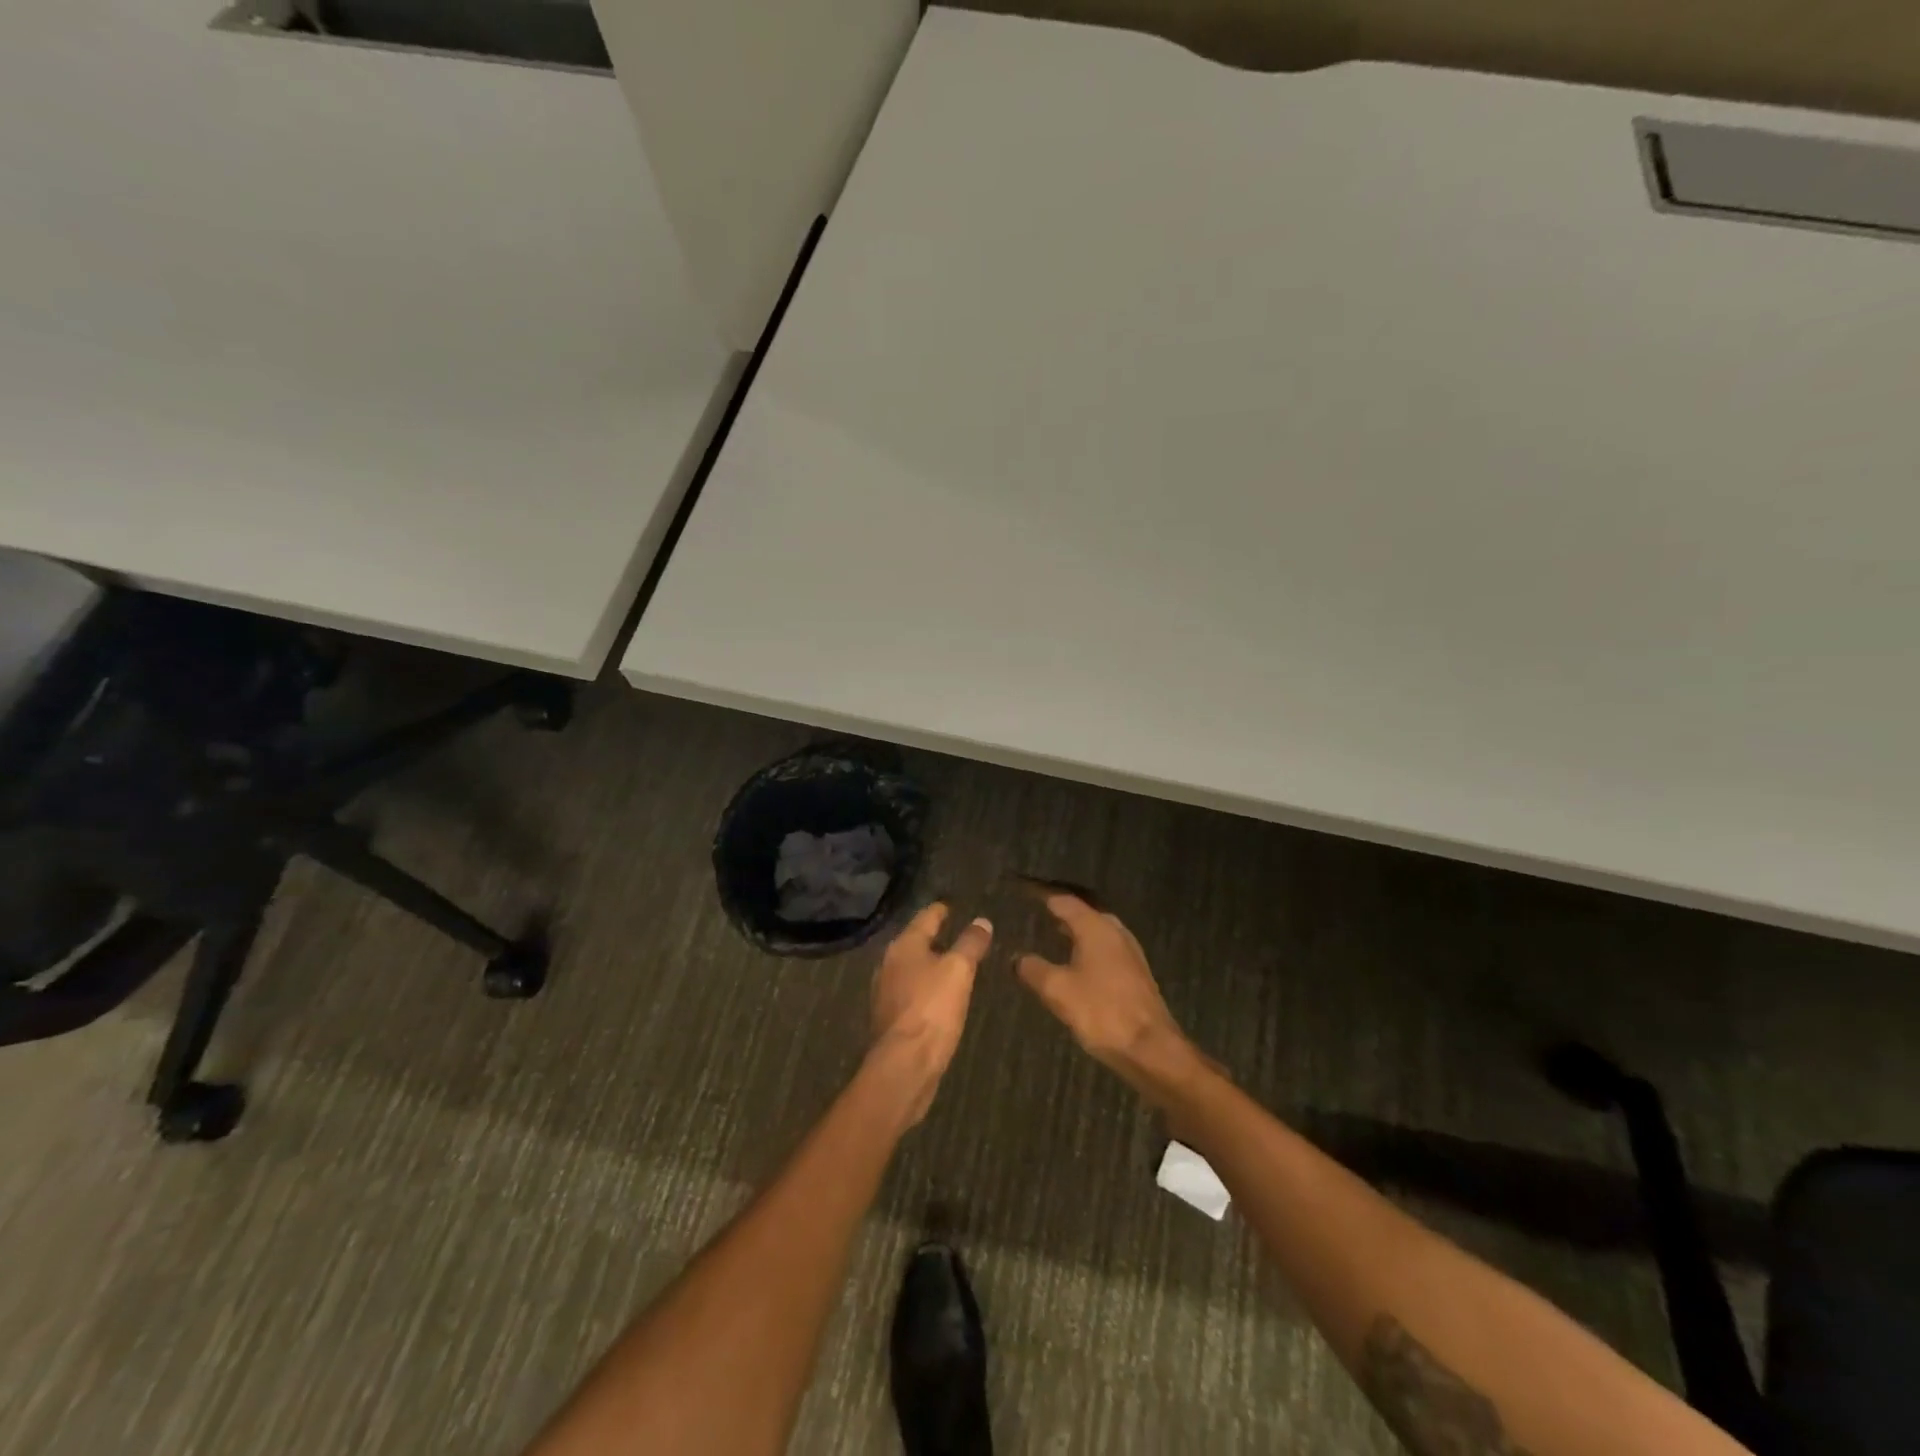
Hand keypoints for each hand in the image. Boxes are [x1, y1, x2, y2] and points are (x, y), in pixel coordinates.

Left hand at [870, 902, 991, 1123]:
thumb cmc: (932, 1009)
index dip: (942, 910)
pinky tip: (940, 996)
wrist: (905, 1065)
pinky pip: (912, 992)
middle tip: (959, 933)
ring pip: (912, 968)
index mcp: (904, 945)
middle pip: (916, 942)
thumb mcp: (959, 970)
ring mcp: (886, 992)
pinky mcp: (891, 1018)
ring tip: (953, 964)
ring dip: (931, 964)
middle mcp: (889, 963)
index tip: (954, 905)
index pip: (926, 917)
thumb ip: (971, 943)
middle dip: (935, 937)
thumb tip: (982, 921)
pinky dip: (926, 987)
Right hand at [1016, 894, 1205, 1103]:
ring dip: (1077, 932)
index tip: (1025, 895)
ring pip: (1098, 932)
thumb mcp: (1057, 990)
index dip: (1044, 897)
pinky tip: (1078, 964)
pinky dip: (1089, 949)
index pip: (1065, 901)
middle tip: (1039, 915)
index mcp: (1096, 927)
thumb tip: (1017, 957)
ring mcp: (1130, 952)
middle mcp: (1115, 932)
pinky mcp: (1136, 973)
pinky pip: (1107, 949)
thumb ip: (1034, 969)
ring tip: (1054, 936)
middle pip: (1085, 913)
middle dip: (1062, 913)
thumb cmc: (1101, 1011)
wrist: (1149, 1047)